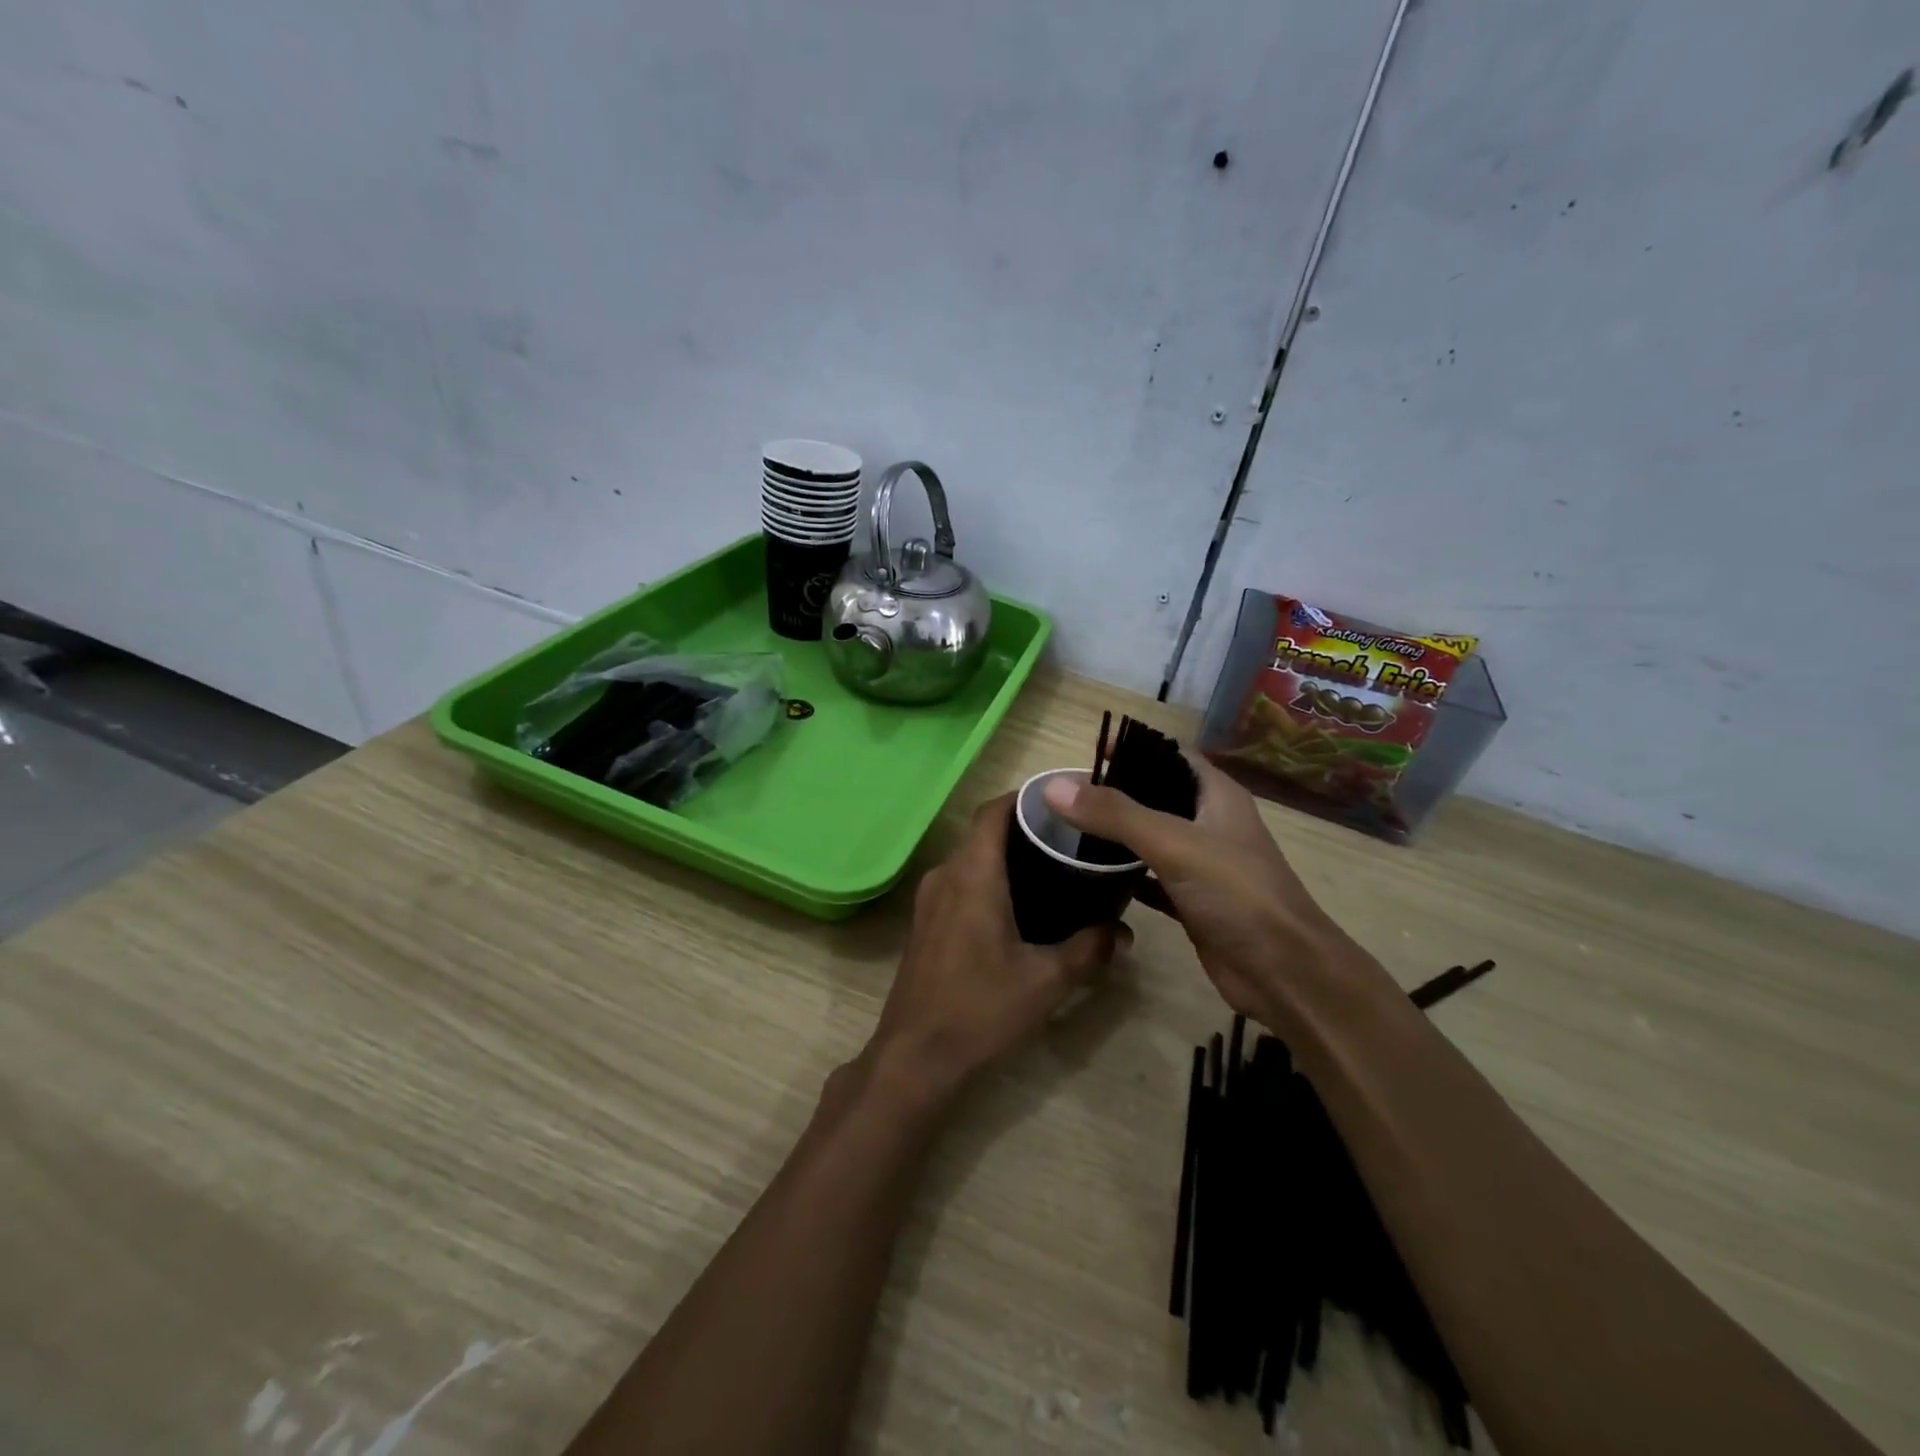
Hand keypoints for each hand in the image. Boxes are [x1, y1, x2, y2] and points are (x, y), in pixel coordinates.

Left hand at [867, 794, 1125, 1101]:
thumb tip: (1123, 932)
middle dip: (1026, 829)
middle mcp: (945, 875)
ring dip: (1007, 857)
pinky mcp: (926, 923)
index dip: (1025, 798)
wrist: (915, 1057)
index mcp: (972, 874)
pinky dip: (991, 879)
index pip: (993, 811)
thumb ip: (1089, 950)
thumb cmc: (980, 1010)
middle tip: (1072, 839)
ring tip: (1055, 869)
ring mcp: (929, 899)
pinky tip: (1022, 906)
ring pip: (972, 859)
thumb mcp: (1046, 981)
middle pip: (984, 833)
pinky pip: (961, 882)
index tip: (1063, 800)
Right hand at [1042, 755, 1395, 1044]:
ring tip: (1068, 828)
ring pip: (1150, 837)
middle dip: (1116, 791)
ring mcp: (1202, 863)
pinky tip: (1089, 874)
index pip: (1170, 754)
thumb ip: (1114, 814)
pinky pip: (1149, 877)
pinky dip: (1123, 874)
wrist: (1283, 973)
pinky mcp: (1191, 900)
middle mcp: (1210, 822)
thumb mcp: (1173, 844)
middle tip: (1067, 795)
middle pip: (1156, 794)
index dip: (1133, 747)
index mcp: (1216, 795)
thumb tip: (1053, 787)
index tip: (1087, 752)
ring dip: (1116, 833)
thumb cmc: (1237, 894)